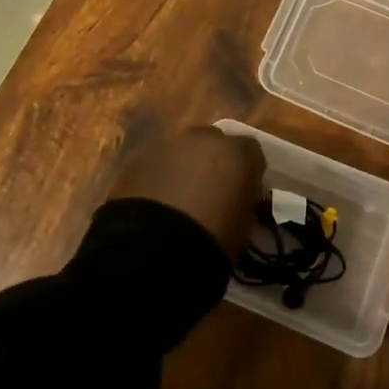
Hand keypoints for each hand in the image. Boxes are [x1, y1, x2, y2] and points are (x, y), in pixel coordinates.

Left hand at [108, 127, 263, 260]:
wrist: (153, 250)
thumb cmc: (211, 241)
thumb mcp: (243, 226)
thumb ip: (244, 202)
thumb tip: (238, 200)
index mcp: (236, 153)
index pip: (252, 151)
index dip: (249, 172)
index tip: (245, 193)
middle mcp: (203, 138)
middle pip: (214, 142)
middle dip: (214, 162)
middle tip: (211, 192)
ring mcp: (166, 145)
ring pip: (182, 151)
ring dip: (184, 168)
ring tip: (180, 200)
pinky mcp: (136, 159)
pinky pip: (156, 164)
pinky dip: (159, 178)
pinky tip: (156, 203)